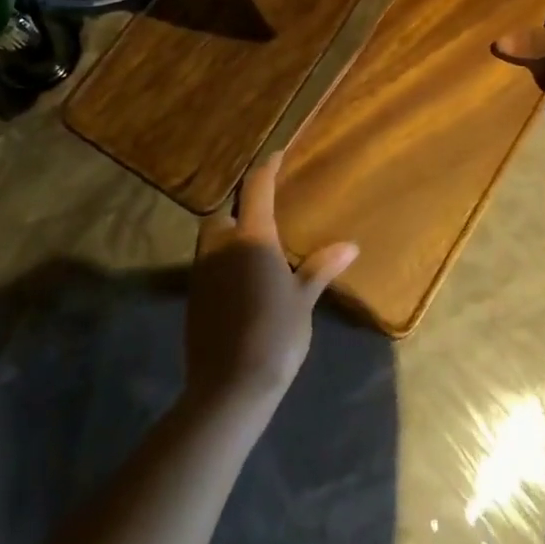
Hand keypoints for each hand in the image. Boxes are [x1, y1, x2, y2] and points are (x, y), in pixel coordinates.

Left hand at [185, 152, 357, 415]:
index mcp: (252, 237)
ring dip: (229, 234)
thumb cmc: (274, 335)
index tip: (277, 156)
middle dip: (240, 208)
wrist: (229, 387)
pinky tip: (241, 279)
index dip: (267, 168)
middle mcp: (222, 245)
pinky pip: (209, 263)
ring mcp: (203, 270)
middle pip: (225, 212)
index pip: (257, 188)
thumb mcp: (303, 300)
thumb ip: (321, 268)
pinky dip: (223, 260)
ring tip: (254, 247)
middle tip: (264, 215)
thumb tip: (350, 245)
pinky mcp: (194, 295)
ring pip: (213, 238)